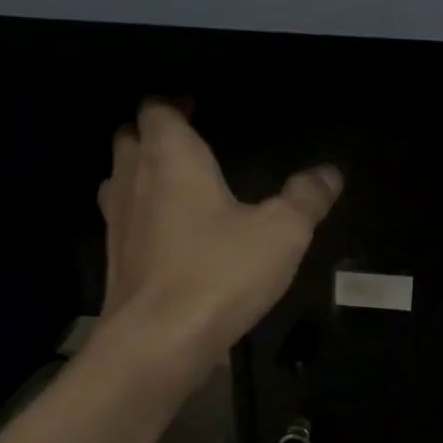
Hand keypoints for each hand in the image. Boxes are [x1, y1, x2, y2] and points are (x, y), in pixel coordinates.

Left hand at [98, 101, 340, 377]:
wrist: (158, 341)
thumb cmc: (219, 272)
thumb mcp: (281, 233)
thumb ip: (306, 198)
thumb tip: (330, 172)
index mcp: (170, 155)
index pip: (158, 106)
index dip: (175, 101)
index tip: (198, 105)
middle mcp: (132, 177)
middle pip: (131, 137)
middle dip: (156, 135)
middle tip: (192, 145)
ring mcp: (115, 220)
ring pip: (120, 178)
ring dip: (142, 174)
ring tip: (179, 188)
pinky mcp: (113, 259)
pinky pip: (123, 221)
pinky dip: (141, 217)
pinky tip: (171, 238)